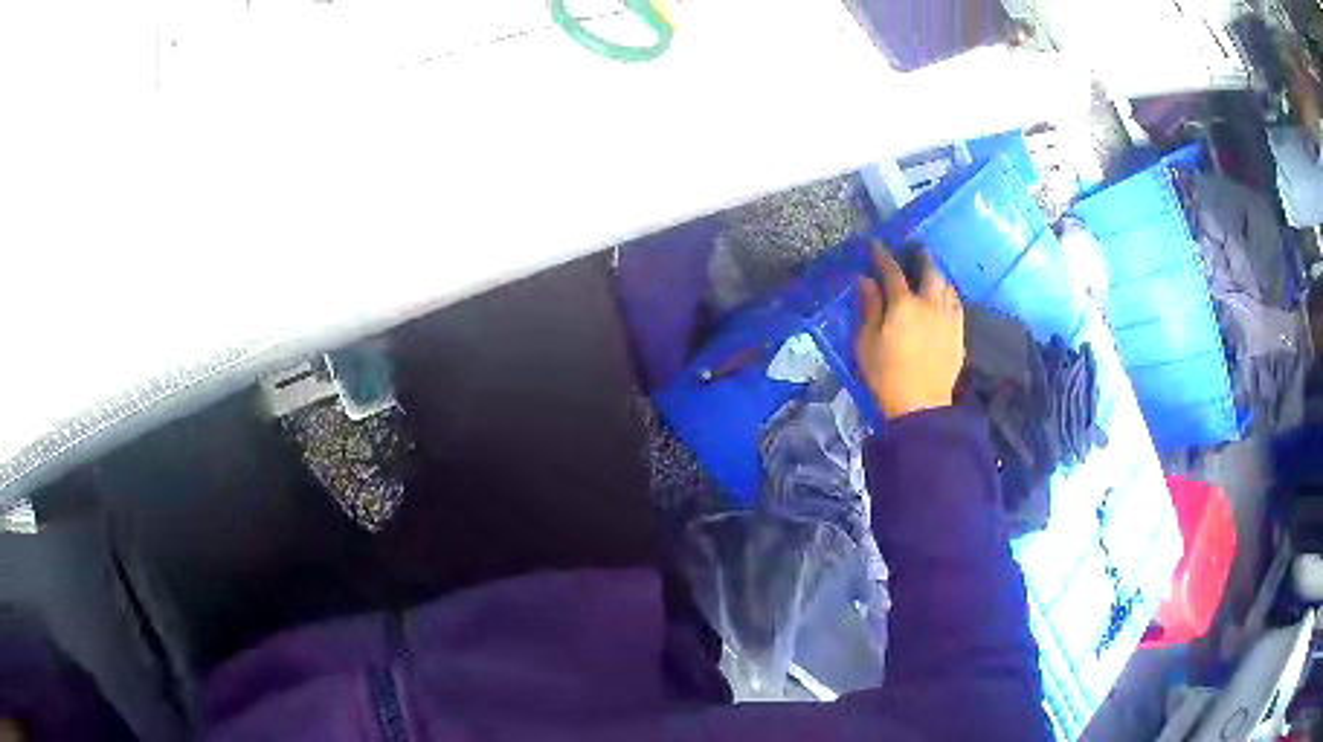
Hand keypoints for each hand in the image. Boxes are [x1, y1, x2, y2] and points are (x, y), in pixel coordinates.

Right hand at [855, 243, 964, 419]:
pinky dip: (950, 295)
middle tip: (917, 250)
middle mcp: (930, 305)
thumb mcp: (866, 342)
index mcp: (904, 305)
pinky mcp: (959, 336)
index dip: (883, 256)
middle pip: (930, 273)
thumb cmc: (886, 375)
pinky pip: (957, 306)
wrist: (920, 406)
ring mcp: (948, 320)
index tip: (876, 245)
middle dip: (923, 258)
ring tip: (933, 272)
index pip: (892, 272)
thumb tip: (866, 281)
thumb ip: (868, 308)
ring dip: (939, 275)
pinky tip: (947, 298)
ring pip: (947, 287)